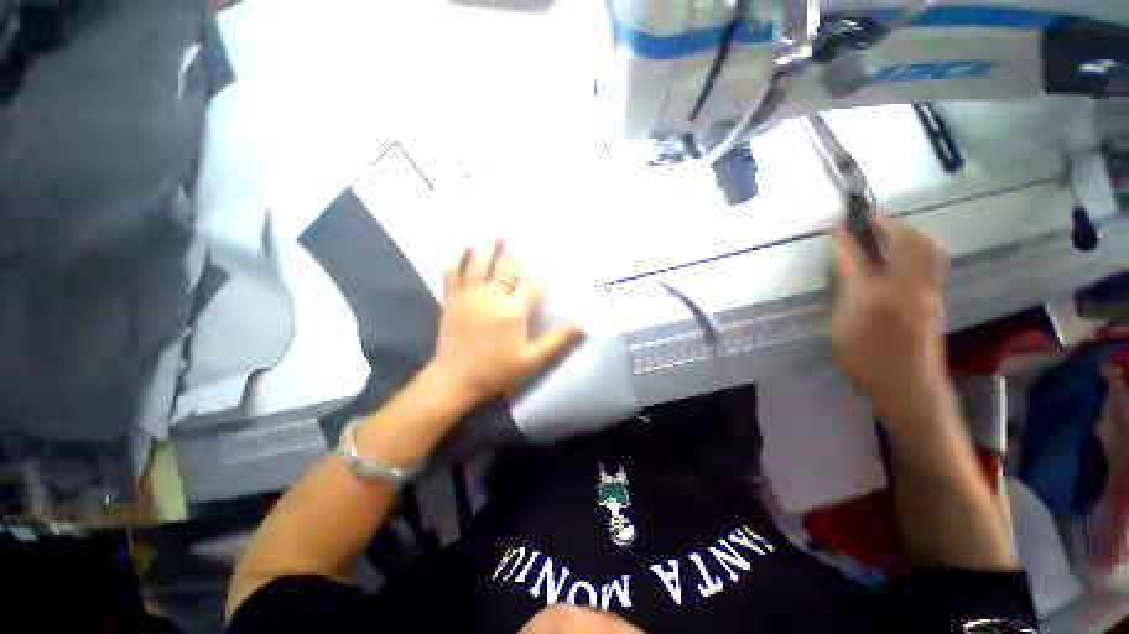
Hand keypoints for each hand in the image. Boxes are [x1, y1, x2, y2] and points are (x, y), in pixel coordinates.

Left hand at [427, 239, 583, 408]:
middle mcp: (492, 298)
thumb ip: (557, 342)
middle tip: (519, 232)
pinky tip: (462, 245)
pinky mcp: (451, 300)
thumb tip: (583, 328)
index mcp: (514, 312)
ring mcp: (469, 296)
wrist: (455, 380)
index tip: (547, 259)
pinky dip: (456, 257)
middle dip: (514, 250)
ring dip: (488, 246)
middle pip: (506, 268)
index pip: (532, 285)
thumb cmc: (496, 371)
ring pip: (480, 264)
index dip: (541, 273)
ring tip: (495, 231)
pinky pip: (452, 272)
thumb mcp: (531, 361)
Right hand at [831, 215, 951, 425]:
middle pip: (913, 242)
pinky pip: (932, 263)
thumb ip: (846, 292)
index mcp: (883, 296)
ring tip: (887, 234)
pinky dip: (918, 249)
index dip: (850, 238)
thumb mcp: (844, 327)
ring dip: (909, 234)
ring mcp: (929, 294)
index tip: (840, 223)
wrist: (909, 390)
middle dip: (892, 225)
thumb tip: (844, 265)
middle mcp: (912, 288)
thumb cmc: (867, 361)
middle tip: (871, 222)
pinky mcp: (935, 303)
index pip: (864, 256)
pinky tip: (901, 258)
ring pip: (930, 250)